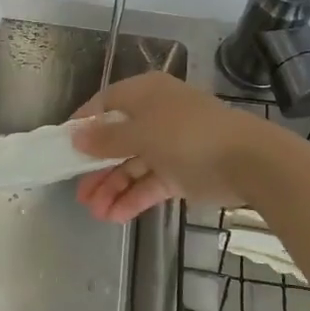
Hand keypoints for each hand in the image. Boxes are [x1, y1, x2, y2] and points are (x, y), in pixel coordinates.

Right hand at [71, 72, 275, 223]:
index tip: (62, 146)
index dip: (83, 124)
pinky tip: (114, 216)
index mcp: (145, 93)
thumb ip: (106, 138)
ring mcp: (169, 145)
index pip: (105, 104)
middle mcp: (155, 115)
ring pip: (132, 165)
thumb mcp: (141, 132)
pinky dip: (132, 198)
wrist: (247, 161)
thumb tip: (76, 135)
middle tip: (77, 191)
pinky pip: (150, 184)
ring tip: (94, 212)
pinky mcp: (181, 173)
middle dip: (96, 166)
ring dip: (112, 187)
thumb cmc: (187, 134)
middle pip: (116, 139)